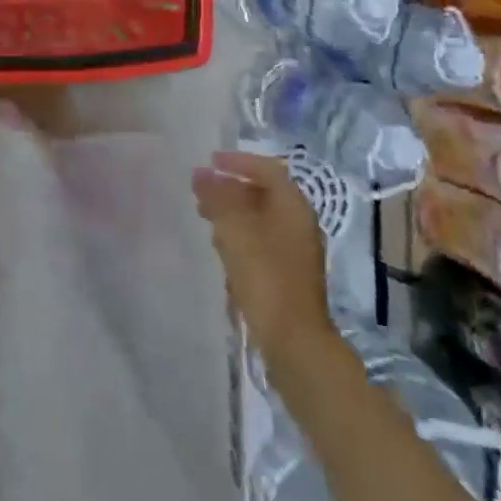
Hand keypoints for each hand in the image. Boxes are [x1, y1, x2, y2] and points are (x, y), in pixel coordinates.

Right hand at [193, 150, 332, 363]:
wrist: (294, 340)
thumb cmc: (265, 276)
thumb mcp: (235, 230)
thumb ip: (218, 197)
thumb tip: (201, 174)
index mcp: (293, 206)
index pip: (267, 169)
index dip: (238, 161)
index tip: (209, 161)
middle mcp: (299, 223)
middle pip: (264, 192)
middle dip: (232, 187)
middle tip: (201, 190)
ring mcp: (296, 249)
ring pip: (261, 217)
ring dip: (234, 211)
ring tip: (205, 215)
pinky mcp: (288, 272)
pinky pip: (262, 240)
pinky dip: (241, 234)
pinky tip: (222, 247)